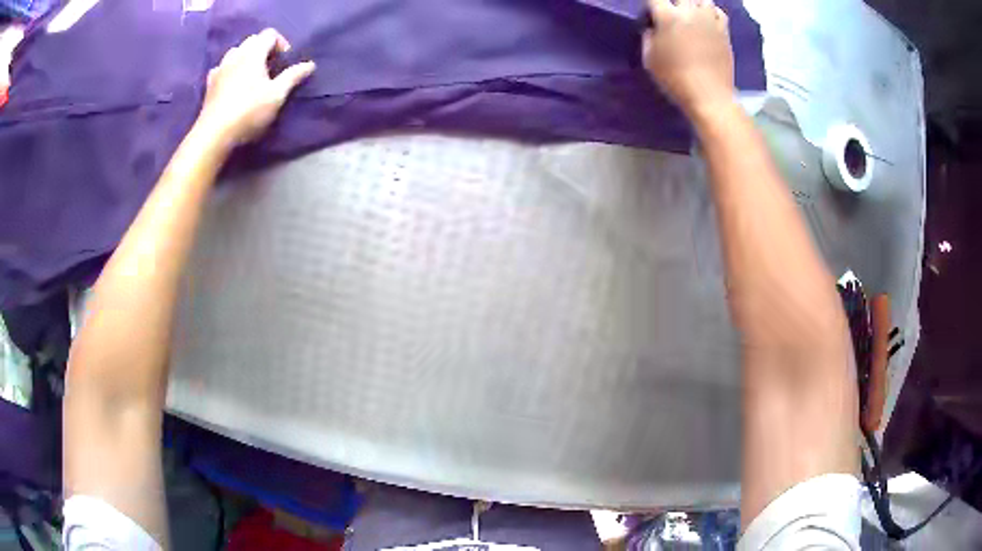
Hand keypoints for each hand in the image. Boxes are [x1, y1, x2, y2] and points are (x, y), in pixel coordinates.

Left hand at [197, 28, 315, 148]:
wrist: (214, 135)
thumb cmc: (248, 112)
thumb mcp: (277, 95)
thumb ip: (293, 77)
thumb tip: (310, 64)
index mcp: (253, 54)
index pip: (269, 34)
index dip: (281, 43)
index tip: (285, 62)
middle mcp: (235, 56)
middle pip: (252, 40)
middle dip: (264, 49)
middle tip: (271, 68)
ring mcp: (220, 69)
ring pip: (235, 52)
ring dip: (246, 58)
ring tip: (252, 75)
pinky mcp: (209, 84)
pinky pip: (221, 68)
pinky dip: (229, 70)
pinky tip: (232, 83)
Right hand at [643, 0, 734, 116]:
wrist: (709, 96)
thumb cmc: (675, 79)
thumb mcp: (649, 59)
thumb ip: (648, 37)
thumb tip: (653, 27)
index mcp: (668, 17)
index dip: (651, 4)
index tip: (651, 12)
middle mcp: (690, 12)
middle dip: (673, 2)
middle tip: (670, 12)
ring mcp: (709, 20)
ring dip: (693, 3)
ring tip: (689, 12)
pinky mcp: (724, 31)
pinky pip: (718, 12)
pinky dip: (711, 11)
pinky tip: (706, 19)